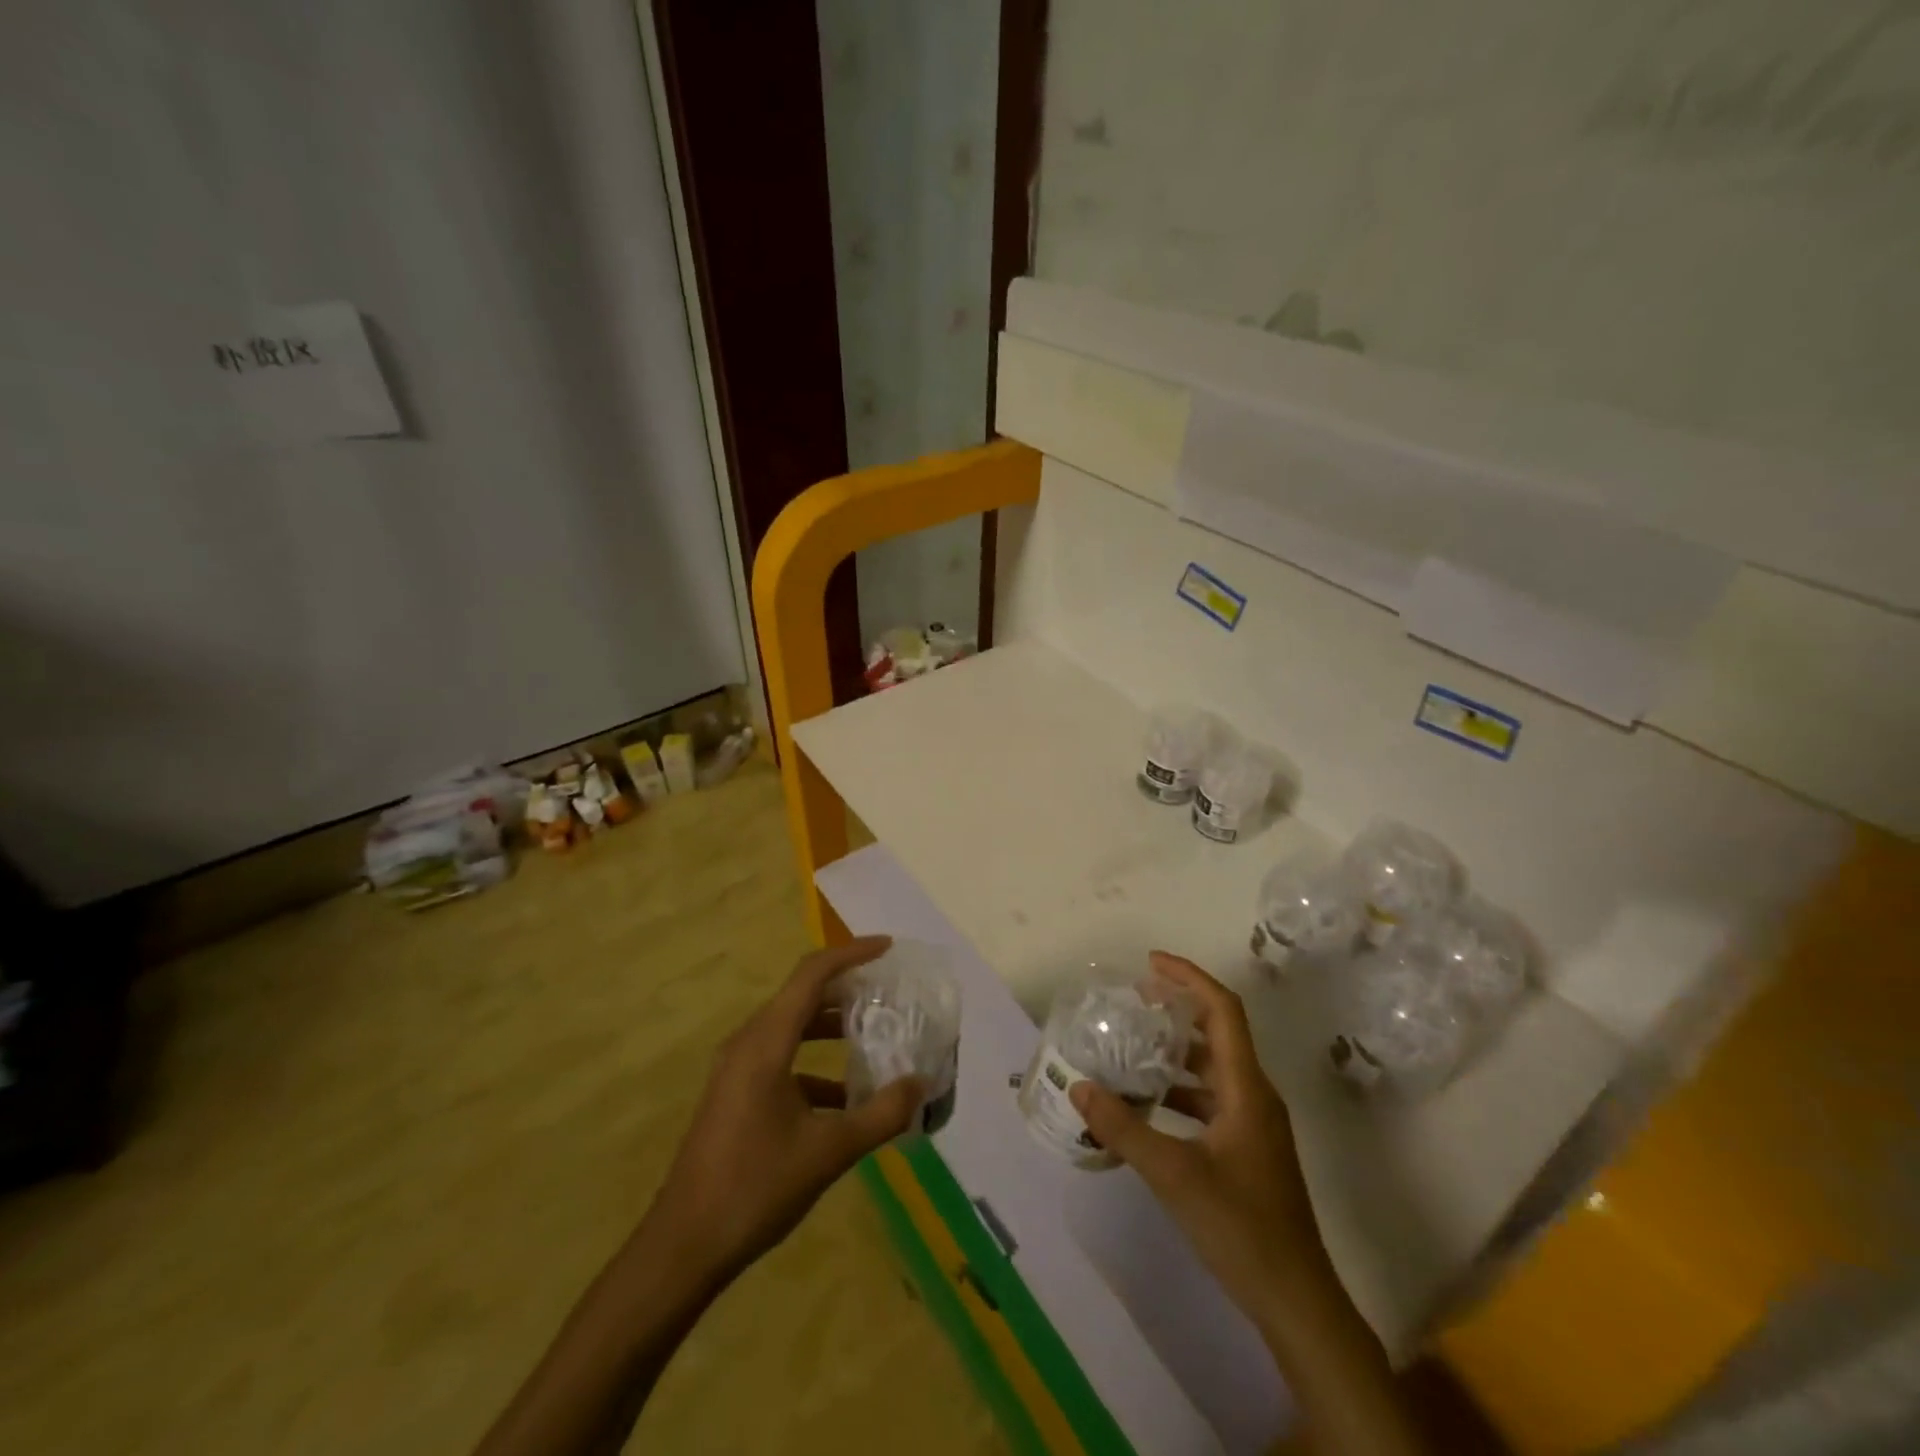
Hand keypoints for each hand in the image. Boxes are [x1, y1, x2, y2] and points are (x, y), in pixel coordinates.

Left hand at [642, 936, 925, 1279]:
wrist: (683, 1246)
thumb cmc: (755, 1188)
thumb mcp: (828, 1152)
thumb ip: (880, 1114)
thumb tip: (921, 1083)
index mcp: (765, 1043)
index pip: (811, 975)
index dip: (851, 954)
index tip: (888, 949)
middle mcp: (748, 1043)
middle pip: (801, 996)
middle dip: (846, 988)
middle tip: (888, 992)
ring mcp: (736, 1069)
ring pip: (791, 1027)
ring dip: (831, 1026)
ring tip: (873, 1034)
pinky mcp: (735, 1093)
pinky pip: (780, 1059)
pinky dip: (814, 1063)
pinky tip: (844, 1096)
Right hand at [1070, 952, 1332, 1339]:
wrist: (1295, 1299)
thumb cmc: (1241, 1227)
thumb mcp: (1174, 1175)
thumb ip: (1124, 1128)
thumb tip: (1080, 1088)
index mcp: (1246, 1088)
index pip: (1223, 1010)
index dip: (1189, 978)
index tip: (1150, 963)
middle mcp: (1254, 1095)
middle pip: (1219, 1032)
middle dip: (1178, 1009)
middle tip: (1134, 1001)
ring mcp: (1254, 1124)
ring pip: (1213, 1068)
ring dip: (1176, 1051)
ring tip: (1132, 1046)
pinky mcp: (1247, 1148)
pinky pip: (1211, 1099)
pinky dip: (1180, 1089)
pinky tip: (1147, 1103)